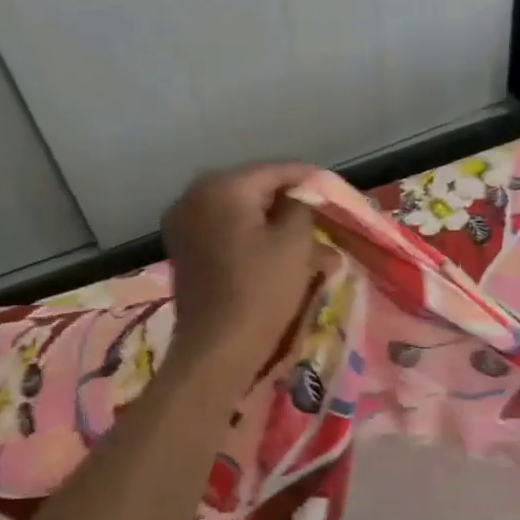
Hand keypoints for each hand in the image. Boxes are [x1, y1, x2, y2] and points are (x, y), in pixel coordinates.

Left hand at [162, 162, 332, 384]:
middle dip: (292, 207)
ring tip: (313, 248)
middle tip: (324, 220)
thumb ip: (301, 207)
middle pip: (255, 192)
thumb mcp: (295, 243)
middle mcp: (195, 197)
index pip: (275, 171)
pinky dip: (255, 241)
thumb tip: (299, 198)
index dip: (309, 179)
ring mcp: (185, 225)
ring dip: (277, 227)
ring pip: (243, 216)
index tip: (335, 190)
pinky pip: (228, 234)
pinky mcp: (186, 252)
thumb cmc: (261, 291)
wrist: (218, 349)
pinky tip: (284, 258)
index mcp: (221, 187)